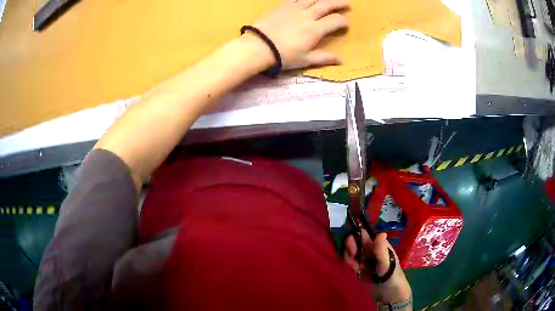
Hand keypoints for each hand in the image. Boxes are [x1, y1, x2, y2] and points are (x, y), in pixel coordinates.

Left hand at [251, 0, 349, 69]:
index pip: (336, 21)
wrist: (258, 47)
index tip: (346, 25)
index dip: (344, 22)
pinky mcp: (283, 6)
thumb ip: (324, 58)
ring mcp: (294, 8)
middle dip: (339, 3)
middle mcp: (308, 15)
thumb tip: (342, 60)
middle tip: (347, 4)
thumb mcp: (305, 60)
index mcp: (315, 29)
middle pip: (327, 5)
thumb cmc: (283, 56)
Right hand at [345, 232, 411, 303]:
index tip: (352, 248)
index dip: (355, 236)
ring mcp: (363, 259)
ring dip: (349, 259)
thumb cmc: (391, 273)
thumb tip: (381, 233)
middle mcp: (369, 249)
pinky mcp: (359, 268)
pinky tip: (356, 272)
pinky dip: (350, 266)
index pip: (362, 234)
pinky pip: (350, 262)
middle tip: (352, 258)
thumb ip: (381, 249)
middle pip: (354, 242)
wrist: (389, 290)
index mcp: (377, 244)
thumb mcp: (386, 262)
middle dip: (349, 249)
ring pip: (350, 253)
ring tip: (357, 269)